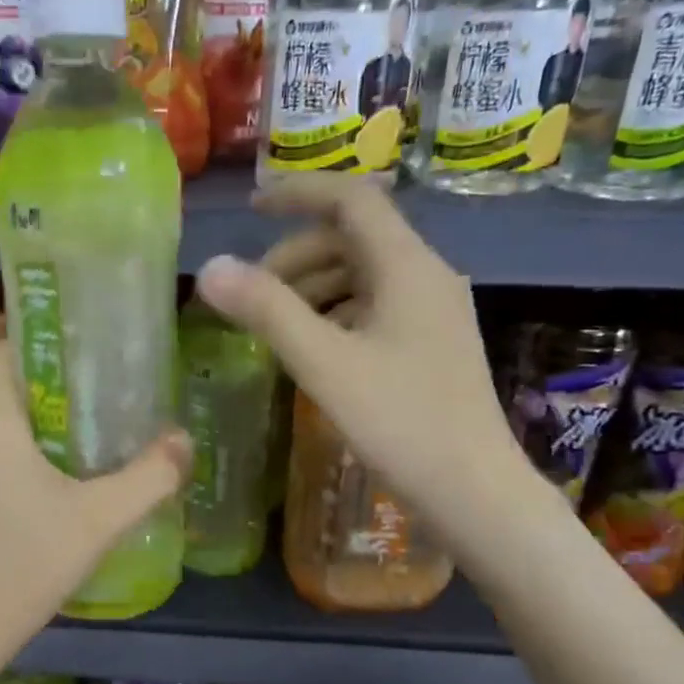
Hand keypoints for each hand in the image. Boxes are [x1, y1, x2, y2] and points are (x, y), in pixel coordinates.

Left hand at [0, 341, 190, 679]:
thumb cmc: (23, 565)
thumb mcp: (99, 521)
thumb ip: (149, 478)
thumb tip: (184, 441)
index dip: (35, 341)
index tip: (79, 357)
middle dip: (23, 370)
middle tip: (76, 391)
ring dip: (7, 405)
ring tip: (61, 427)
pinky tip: (32, 474)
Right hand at [194, 173, 524, 528]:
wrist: (474, 491)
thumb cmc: (401, 422)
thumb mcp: (324, 364)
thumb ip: (267, 311)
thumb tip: (209, 268)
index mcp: (408, 266)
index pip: (352, 199)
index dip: (299, 192)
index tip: (251, 206)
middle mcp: (427, 276)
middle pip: (355, 239)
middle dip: (297, 255)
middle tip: (252, 293)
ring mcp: (434, 313)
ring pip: (364, 276)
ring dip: (314, 287)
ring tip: (274, 323)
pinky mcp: (432, 346)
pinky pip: (376, 308)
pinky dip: (336, 314)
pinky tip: (313, 349)